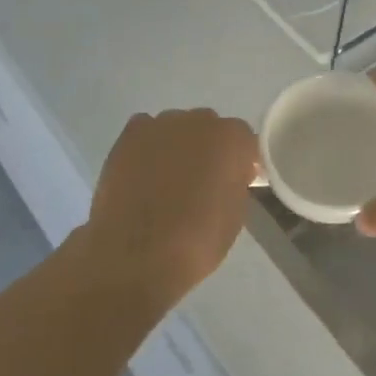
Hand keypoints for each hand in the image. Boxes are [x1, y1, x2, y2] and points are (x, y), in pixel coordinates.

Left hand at [81, 109, 257, 305]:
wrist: (140, 254)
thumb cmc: (198, 240)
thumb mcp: (236, 212)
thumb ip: (236, 181)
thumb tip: (230, 174)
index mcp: (233, 138)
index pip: (244, 140)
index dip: (240, 161)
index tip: (236, 181)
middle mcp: (200, 121)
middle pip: (210, 127)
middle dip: (209, 149)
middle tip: (201, 181)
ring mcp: (162, 124)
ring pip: (177, 128)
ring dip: (178, 146)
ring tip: (166, 179)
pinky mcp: (130, 135)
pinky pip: (146, 131)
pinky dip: (148, 147)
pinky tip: (143, 172)